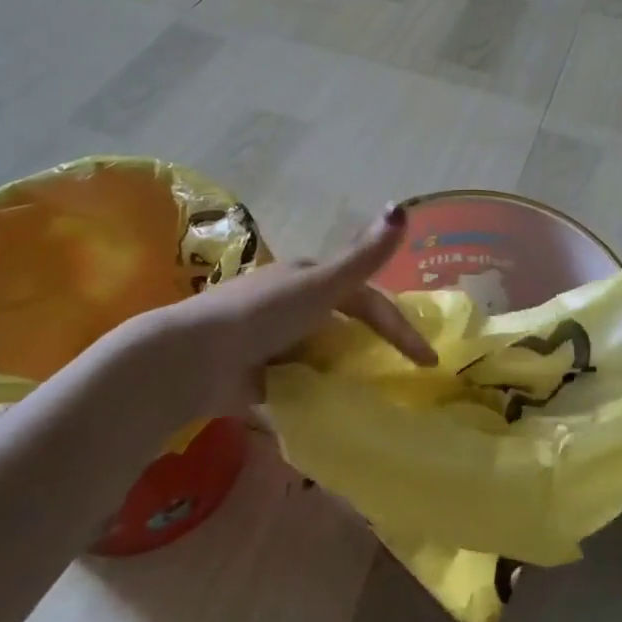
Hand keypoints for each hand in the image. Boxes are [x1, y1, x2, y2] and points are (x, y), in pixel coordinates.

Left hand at [119, 205, 435, 415]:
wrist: (193, 358)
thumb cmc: (263, 314)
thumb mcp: (321, 284)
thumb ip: (364, 257)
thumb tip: (402, 208)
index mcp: (308, 278)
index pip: (365, 299)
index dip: (398, 325)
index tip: (427, 361)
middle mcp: (290, 304)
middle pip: (342, 325)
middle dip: (371, 348)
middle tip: (401, 379)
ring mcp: (271, 340)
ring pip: (320, 355)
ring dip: (343, 374)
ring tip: (370, 402)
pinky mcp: (254, 375)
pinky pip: (295, 384)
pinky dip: (313, 396)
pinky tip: (330, 414)